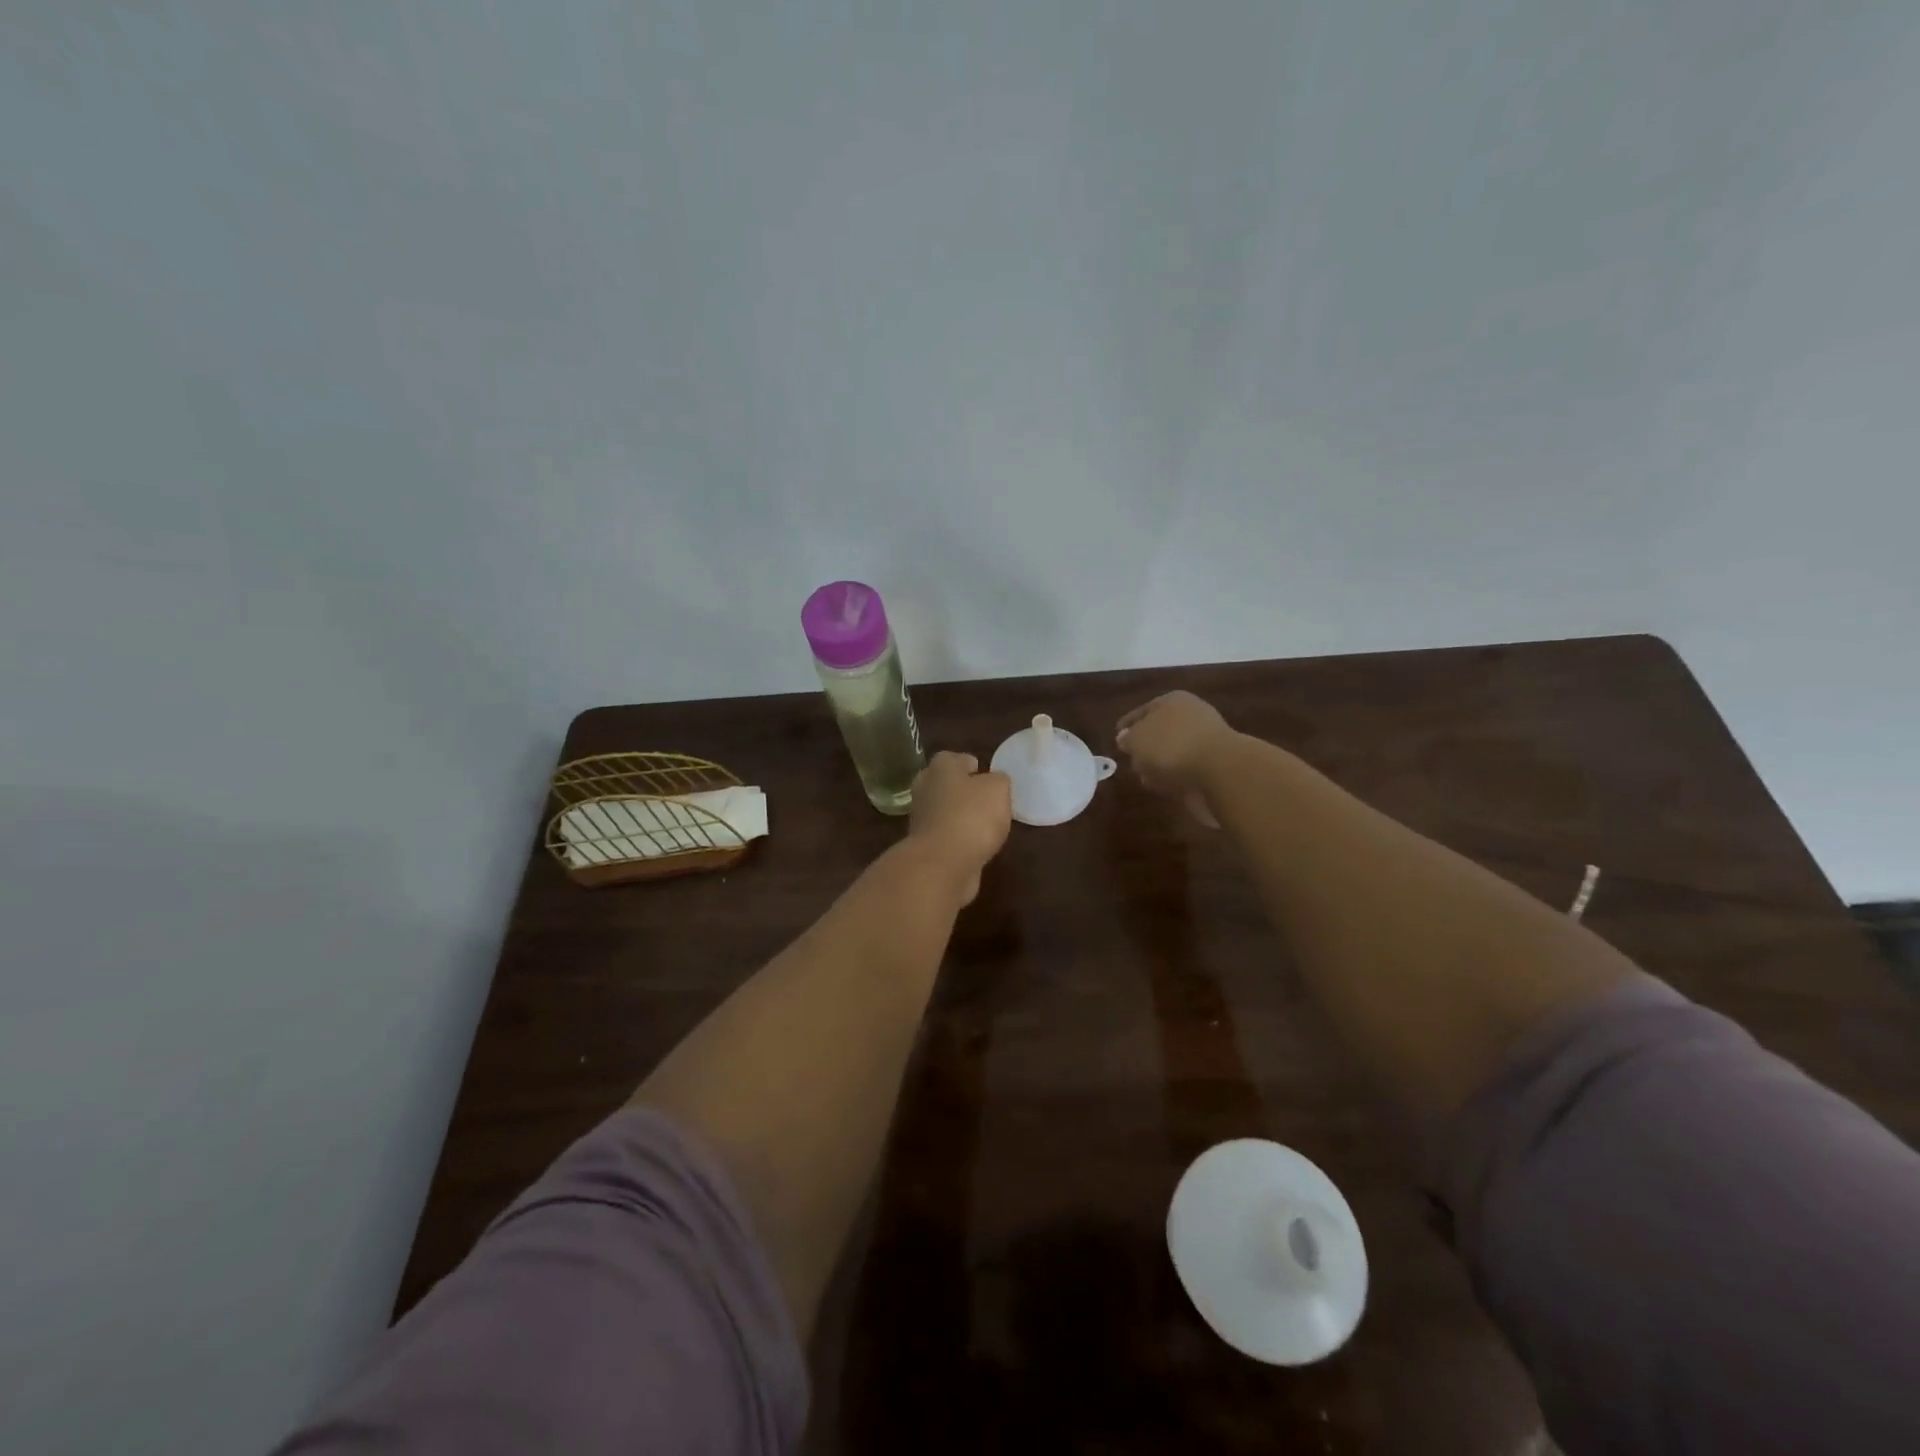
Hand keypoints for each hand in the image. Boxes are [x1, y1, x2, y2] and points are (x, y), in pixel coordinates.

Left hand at [907, 751, 1012, 903]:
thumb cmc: (972, 815)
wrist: (943, 863)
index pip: (958, 759)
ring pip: (946, 811)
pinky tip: (976, 846)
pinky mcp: (924, 844)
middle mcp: (925, 787)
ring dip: (962, 817)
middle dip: (966, 792)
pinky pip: (946, 835)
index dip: (975, 767)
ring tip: (986, 827)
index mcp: (941, 766)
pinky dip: (959, 839)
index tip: (990, 780)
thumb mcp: (998, 788)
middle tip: (990, 803)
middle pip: (949, 784)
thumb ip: (999, 780)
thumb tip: (994, 782)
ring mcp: (921, 817)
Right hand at [1115, 692, 1237, 825]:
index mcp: (1173, 701)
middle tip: (1130, 759)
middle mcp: (1191, 717)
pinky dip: (1173, 777)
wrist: (1219, 771)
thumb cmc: (1171, 746)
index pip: (1145, 709)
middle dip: (1145, 746)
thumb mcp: (1137, 739)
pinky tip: (1162, 787)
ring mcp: (1205, 742)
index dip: (1129, 722)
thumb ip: (1128, 739)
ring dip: (1159, 764)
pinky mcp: (1213, 767)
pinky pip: (1185, 770)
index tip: (1116, 735)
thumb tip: (1125, 739)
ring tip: (1143, 777)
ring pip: (1173, 751)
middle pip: (1161, 730)